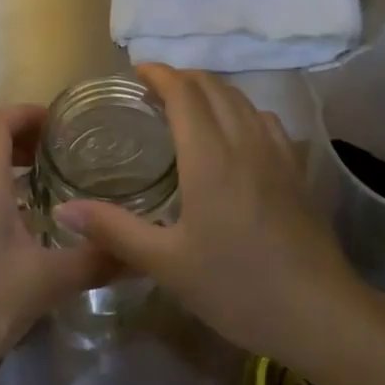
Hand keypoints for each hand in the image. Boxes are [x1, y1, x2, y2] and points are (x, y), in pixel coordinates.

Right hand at [54, 64, 365, 368]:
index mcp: (209, 156)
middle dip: (182, 78)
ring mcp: (276, 153)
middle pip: (213, 87)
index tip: (136, 71)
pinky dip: (242, 110)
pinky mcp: (297, 170)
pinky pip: (266, 120)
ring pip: (242, 100)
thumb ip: (115, 230)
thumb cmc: (236, 287)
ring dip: (212, 90)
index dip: (160, 73)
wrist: (319, 314)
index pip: (184, 93)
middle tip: (154, 90)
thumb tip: (64, 209)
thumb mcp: (167, 264)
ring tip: (190, 105)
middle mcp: (243, 141)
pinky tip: (236, 133)